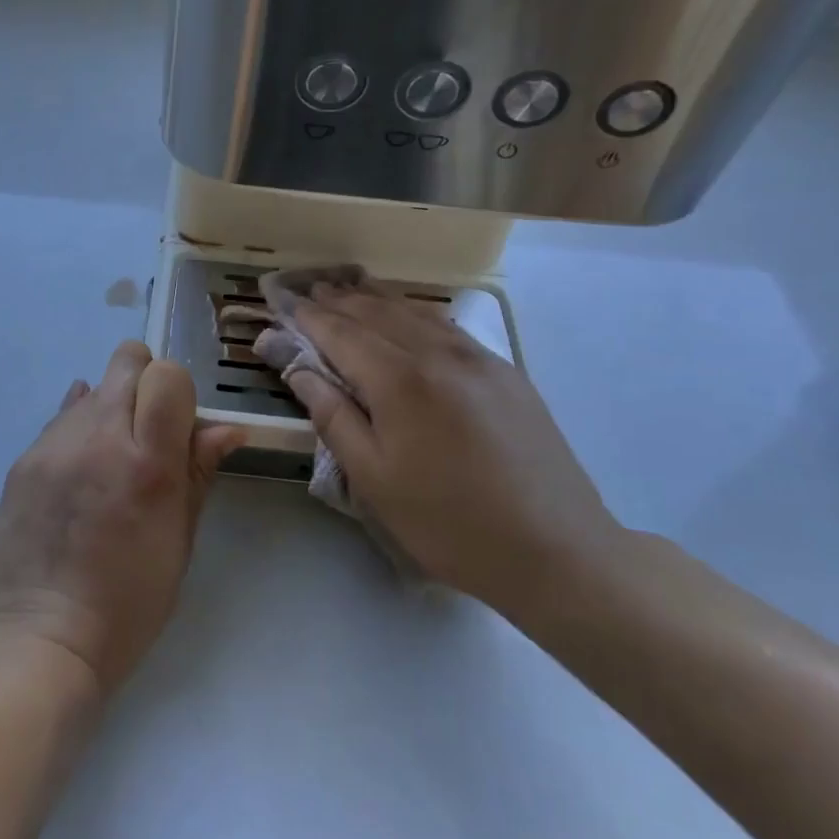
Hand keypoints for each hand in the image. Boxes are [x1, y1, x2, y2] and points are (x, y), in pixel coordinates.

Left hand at [0, 342, 244, 697]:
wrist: (39, 640)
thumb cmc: (127, 604)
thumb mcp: (178, 542)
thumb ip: (198, 473)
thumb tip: (227, 428)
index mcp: (149, 463)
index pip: (168, 376)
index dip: (178, 391)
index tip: (177, 424)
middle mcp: (100, 438)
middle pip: (127, 361)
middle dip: (144, 380)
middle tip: (146, 429)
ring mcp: (55, 445)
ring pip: (92, 387)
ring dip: (109, 407)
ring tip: (108, 459)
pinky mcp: (22, 459)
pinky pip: (60, 419)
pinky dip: (78, 429)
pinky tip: (79, 467)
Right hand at [277, 278, 621, 611]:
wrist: (557, 551)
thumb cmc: (449, 524)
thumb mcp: (374, 479)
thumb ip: (332, 416)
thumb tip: (298, 370)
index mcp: (400, 381)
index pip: (341, 333)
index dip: (307, 316)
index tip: (281, 299)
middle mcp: (438, 354)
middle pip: (375, 313)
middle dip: (336, 299)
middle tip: (306, 288)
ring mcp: (477, 358)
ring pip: (413, 312)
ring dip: (373, 297)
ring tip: (345, 286)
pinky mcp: (504, 371)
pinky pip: (446, 325)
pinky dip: (413, 311)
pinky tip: (404, 312)